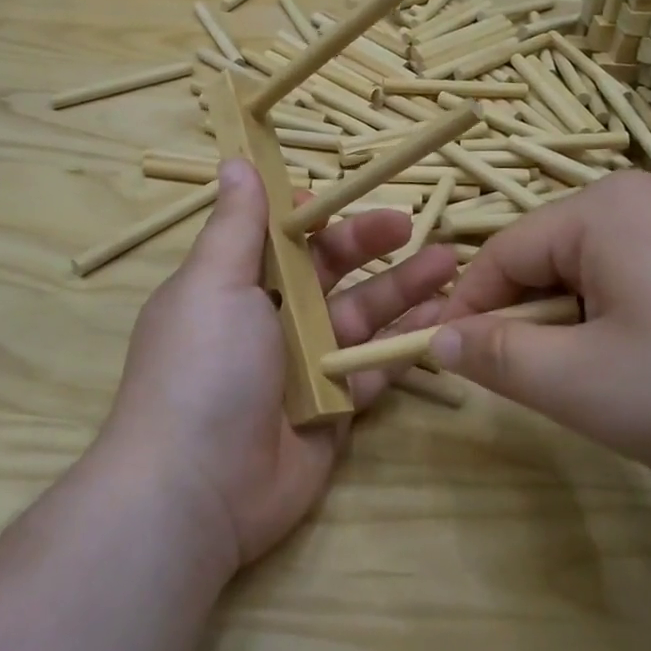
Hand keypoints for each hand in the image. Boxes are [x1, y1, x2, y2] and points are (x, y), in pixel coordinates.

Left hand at [102, 158, 454, 570]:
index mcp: (235, 284)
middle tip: (413, 226)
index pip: (280, 238)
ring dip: (403, 289)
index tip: (344, 196)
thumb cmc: (202, 368)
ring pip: (361, 316)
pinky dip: (407, 344)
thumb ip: (236, 225)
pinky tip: (444, 321)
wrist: (198, 489)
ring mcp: (306, 365)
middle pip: (329, 272)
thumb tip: (237, 162)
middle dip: (370, 246)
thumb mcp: (214, 284)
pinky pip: (376, 366)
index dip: (312, 216)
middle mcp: (270, 319)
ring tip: (451, 263)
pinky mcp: (336, 408)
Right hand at [430, 172, 650, 503]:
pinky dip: (640, 330)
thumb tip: (439, 339)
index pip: (499, 255)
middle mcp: (648, 201)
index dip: (469, 314)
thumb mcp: (586, 385)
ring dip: (589, 334)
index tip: (457, 369)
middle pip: (552, 262)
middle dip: (537, 328)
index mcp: (600, 211)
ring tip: (626, 392)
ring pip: (604, 278)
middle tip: (557, 395)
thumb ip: (499, 359)